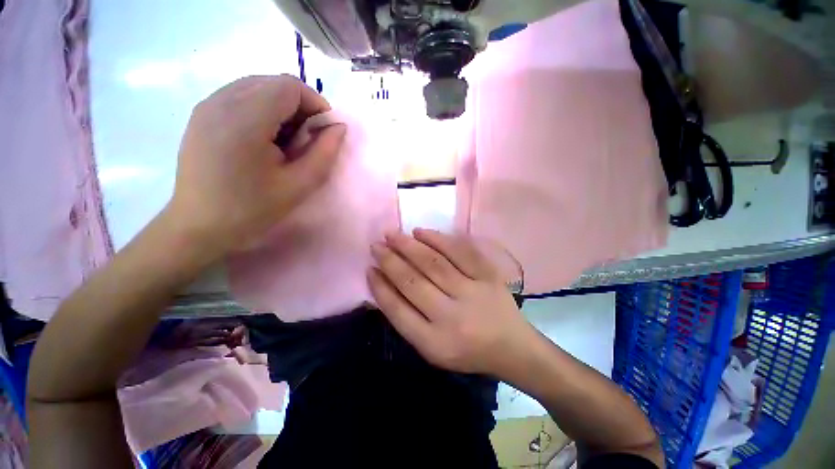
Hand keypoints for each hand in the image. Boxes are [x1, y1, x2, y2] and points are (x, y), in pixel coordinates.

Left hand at [166, 75, 345, 256]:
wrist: (199, 227)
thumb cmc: (252, 210)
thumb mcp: (299, 185)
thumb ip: (324, 153)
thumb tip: (339, 127)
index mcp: (245, 119)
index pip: (289, 86)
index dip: (315, 104)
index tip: (323, 132)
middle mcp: (221, 101)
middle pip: (273, 83)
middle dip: (300, 107)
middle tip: (305, 141)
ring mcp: (207, 105)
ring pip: (257, 87)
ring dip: (281, 108)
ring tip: (284, 143)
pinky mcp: (201, 114)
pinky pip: (240, 97)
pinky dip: (262, 110)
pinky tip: (263, 140)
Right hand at [368, 229, 536, 375]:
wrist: (510, 346)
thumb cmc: (466, 350)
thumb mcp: (432, 348)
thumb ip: (407, 320)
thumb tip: (384, 284)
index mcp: (434, 342)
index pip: (397, 310)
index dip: (380, 287)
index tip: (369, 268)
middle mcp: (452, 317)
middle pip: (413, 282)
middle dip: (390, 260)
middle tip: (376, 245)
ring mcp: (472, 292)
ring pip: (434, 263)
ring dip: (409, 246)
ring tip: (392, 234)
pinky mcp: (488, 276)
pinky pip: (460, 251)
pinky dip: (438, 239)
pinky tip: (420, 232)